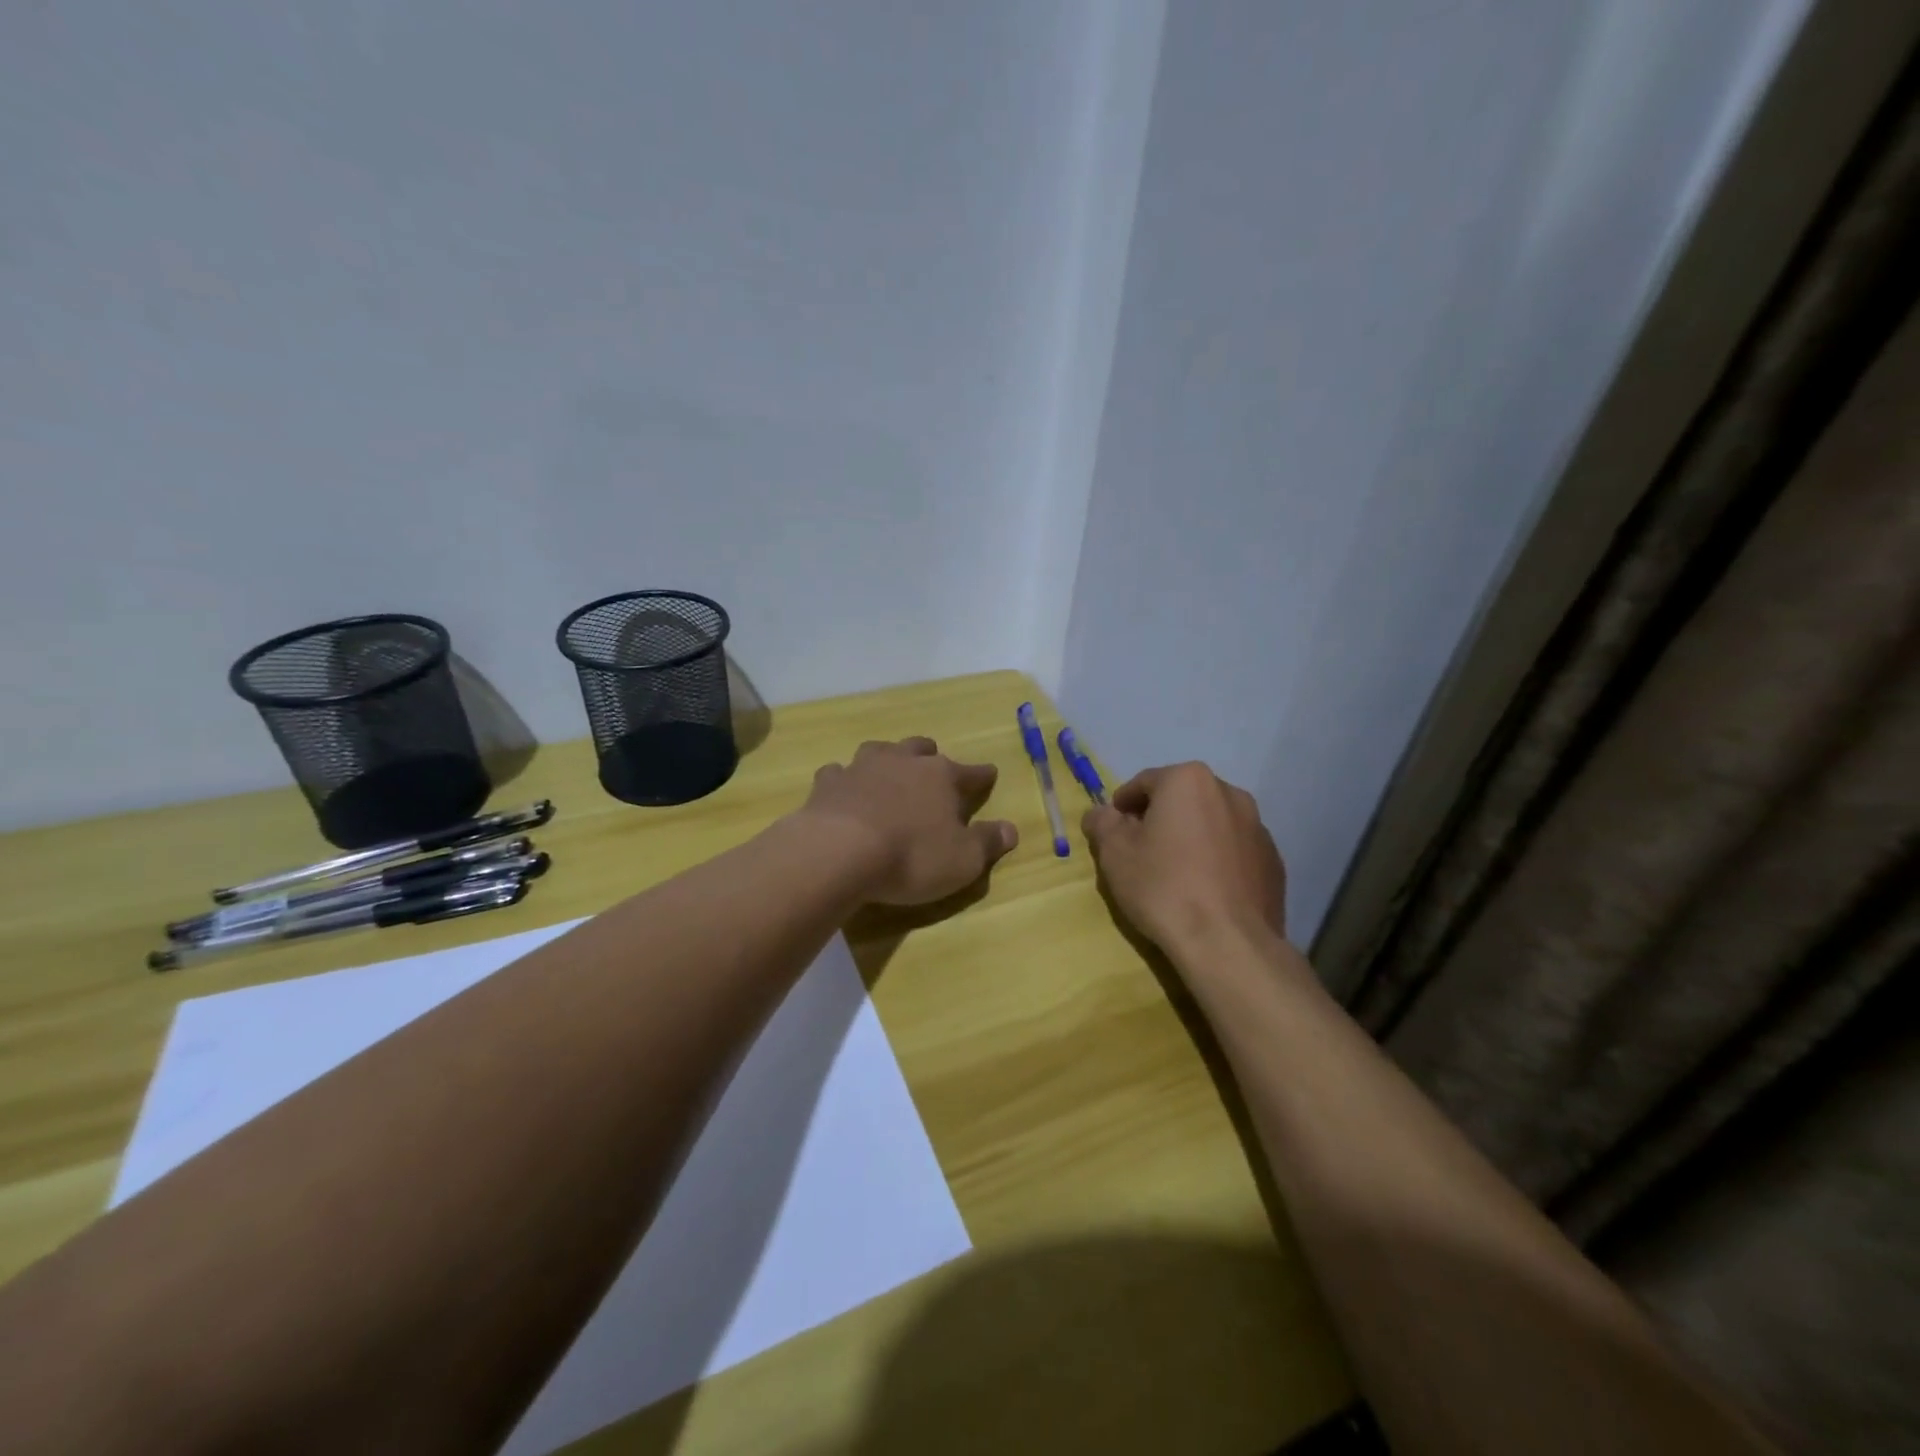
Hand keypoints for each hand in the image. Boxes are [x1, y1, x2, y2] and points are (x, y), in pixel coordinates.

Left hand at [801, 738, 1018, 904]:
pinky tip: (843, 790)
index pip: (971, 772)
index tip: (989, 774)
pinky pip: (838, 773)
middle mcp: (903, 762)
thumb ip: (988, 842)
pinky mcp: (828, 783)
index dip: (982, 775)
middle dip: (930, 756)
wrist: (839, 852)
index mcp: (942, 777)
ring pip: (880, 751)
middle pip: (921, 749)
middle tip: (934, 766)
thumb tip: (1011, 828)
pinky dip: (844, 780)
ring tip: (889, 770)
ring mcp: (862, 767)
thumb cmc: (911, 857)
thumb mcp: (963, 860)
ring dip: (888, 759)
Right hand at [1083, 763, 1287, 953]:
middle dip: (1160, 819)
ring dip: (1191, 837)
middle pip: (1181, 799)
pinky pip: (1234, 851)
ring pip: (1211, 824)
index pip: (1144, 783)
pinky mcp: (1273, 862)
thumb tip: (1100, 813)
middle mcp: (1229, 793)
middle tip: (1140, 852)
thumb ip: (1102, 823)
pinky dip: (1217, 860)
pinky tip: (1204, 891)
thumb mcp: (1114, 853)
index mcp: (1189, 781)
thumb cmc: (1163, 887)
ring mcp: (1258, 828)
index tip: (1112, 831)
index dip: (1122, 806)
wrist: (1228, 943)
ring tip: (1175, 873)